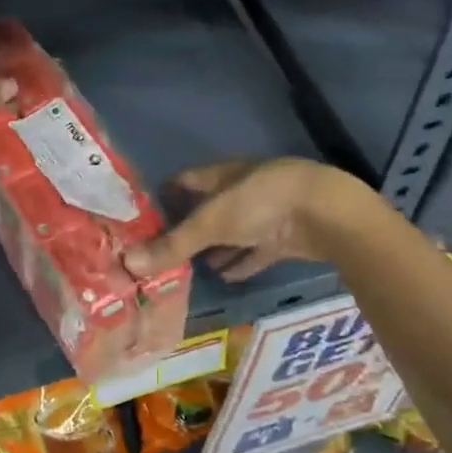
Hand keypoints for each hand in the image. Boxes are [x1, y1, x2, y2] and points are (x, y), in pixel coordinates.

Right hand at [122, 158, 374, 281]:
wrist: (323, 212)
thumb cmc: (259, 203)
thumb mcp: (210, 223)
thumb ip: (173, 244)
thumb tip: (128, 262)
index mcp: (221, 175)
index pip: (186, 180)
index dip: (166, 196)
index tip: (145, 219)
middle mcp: (241, 190)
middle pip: (208, 208)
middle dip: (189, 228)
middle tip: (164, 252)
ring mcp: (265, 213)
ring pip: (233, 231)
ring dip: (216, 248)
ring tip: (192, 268)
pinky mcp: (284, 236)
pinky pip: (256, 250)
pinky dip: (241, 262)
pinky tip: (225, 277)